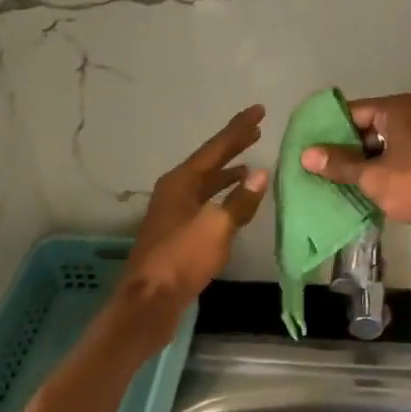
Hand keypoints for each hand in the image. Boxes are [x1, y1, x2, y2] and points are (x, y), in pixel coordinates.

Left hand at [120, 106, 269, 314]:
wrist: (150, 301)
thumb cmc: (182, 258)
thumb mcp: (217, 227)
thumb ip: (240, 200)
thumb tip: (260, 173)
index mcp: (181, 181)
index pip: (216, 147)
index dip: (239, 129)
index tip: (259, 110)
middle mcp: (175, 190)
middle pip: (209, 161)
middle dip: (233, 145)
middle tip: (256, 129)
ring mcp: (173, 212)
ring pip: (206, 183)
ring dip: (227, 172)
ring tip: (250, 162)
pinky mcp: (177, 233)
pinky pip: (204, 202)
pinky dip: (222, 195)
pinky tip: (234, 203)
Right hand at [299, 93, 410, 236]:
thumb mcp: (372, 177)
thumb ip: (339, 164)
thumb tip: (306, 154)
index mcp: (398, 109)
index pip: (353, 112)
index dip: (330, 131)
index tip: (313, 150)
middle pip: (370, 126)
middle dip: (349, 148)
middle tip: (326, 169)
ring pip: (388, 142)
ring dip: (369, 160)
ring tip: (346, 182)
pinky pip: (405, 153)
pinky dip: (389, 165)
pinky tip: (377, 187)